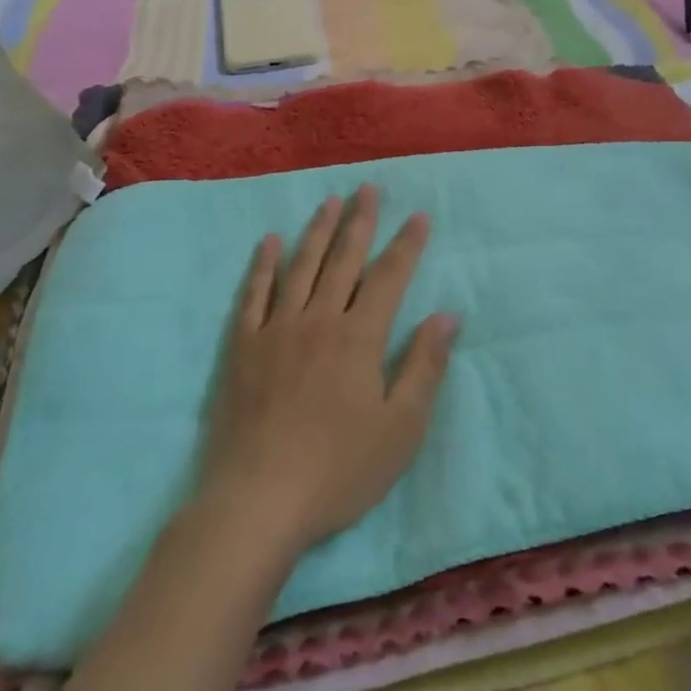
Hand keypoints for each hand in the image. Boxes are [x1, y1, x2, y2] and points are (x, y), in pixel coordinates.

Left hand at [197, 185, 457, 553]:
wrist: (258, 502)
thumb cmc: (339, 470)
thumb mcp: (401, 428)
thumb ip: (424, 366)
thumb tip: (447, 315)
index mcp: (359, 337)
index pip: (389, 277)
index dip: (406, 245)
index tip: (419, 215)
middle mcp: (319, 320)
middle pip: (343, 260)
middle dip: (359, 222)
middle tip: (367, 188)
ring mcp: (276, 330)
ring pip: (300, 267)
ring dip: (316, 231)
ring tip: (328, 202)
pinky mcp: (243, 347)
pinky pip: (254, 294)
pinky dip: (263, 265)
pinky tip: (270, 242)